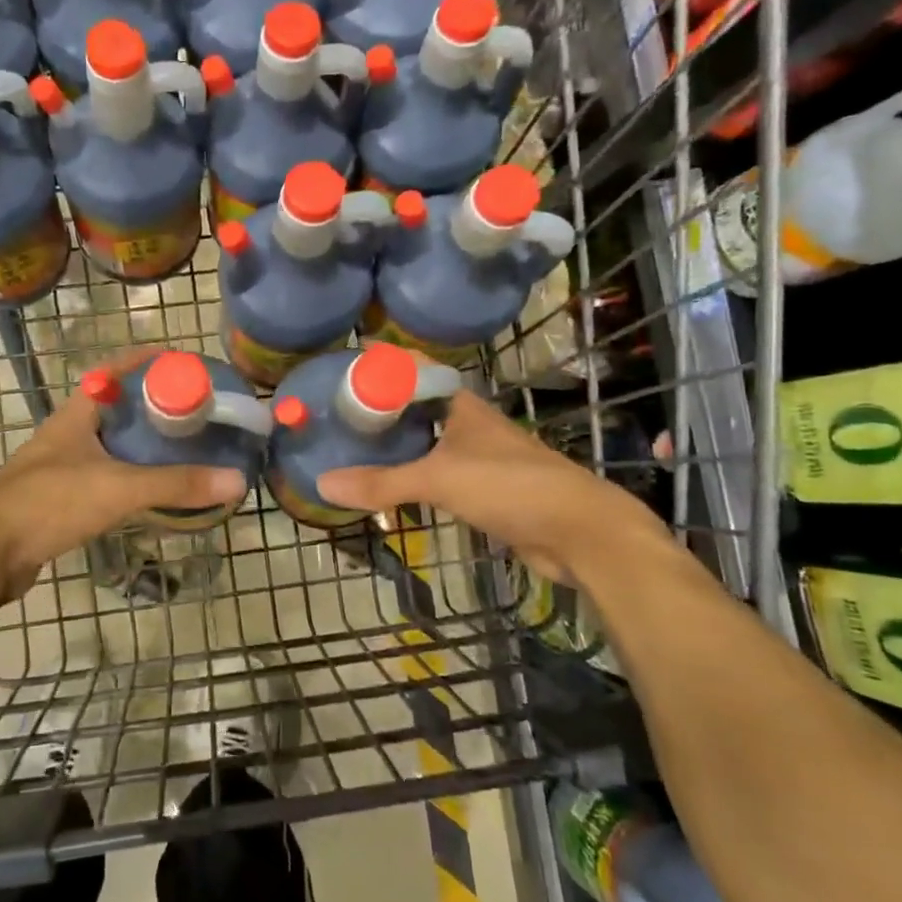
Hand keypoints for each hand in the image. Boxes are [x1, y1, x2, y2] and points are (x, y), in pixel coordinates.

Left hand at [0, 349, 246, 603]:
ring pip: (110, 444)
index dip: (148, 361)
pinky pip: (104, 477)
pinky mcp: (59, 500)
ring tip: (183, 448)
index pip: (116, 370)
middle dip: (154, 405)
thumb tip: (237, 480)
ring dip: (142, 444)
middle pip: (117, 407)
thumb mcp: (118, 488)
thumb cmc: (48, 503)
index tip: (185, 362)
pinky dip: (130, 477)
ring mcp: (60, 467)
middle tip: (196, 412)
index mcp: (78, 413)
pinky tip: (151, 491)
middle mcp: (68, 433)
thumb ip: (176, 484)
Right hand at [316, 389, 662, 580]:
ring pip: (429, 444)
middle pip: (418, 410)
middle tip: (337, 420)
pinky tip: (390, 488)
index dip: (381, 369)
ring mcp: (481, 458)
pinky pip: (439, 476)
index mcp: (461, 405)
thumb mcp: (439, 479)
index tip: (342, 376)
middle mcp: (470, 425)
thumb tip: (323, 483)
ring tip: (354, 451)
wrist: (579, 531)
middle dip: (382, 413)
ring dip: (398, 448)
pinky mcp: (486, 491)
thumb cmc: (510, 486)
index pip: (415, 372)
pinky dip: (414, 479)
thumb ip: (383, 483)